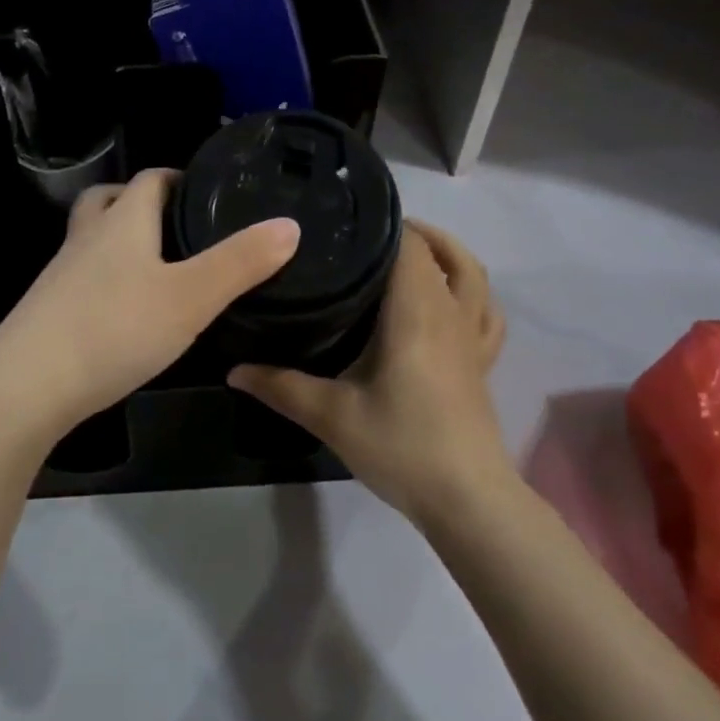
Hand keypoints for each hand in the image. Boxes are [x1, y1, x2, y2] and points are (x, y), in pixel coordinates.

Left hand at [0, 169, 298, 448]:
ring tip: (159, 268)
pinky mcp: (49, 310)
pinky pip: (83, 278)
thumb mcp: (191, 297)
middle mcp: (87, 238)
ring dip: (121, 241)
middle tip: (179, 225)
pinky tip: (127, 313)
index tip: (208, 192)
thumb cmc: (115, 329)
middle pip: (110, 200)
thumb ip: (241, 262)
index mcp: (123, 222)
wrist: (27, 387)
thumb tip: (289, 224)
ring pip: (93, 240)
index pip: (150, 179)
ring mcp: (62, 274)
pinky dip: (107, 280)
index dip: (178, 177)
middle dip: (141, 203)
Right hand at [230, 220, 509, 522]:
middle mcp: (449, 314)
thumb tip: (233, 369)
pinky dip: (471, 293)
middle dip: (409, 234)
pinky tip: (449, 300)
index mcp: (415, 312)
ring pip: (473, 276)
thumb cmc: (400, 445)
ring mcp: (472, 339)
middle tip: (364, 236)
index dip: (384, 224)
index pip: (409, 246)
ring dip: (447, 254)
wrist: (467, 500)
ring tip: (411, 251)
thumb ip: (280, 386)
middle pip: (442, 253)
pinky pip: (486, 312)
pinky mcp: (481, 364)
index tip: (345, 221)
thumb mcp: (331, 415)